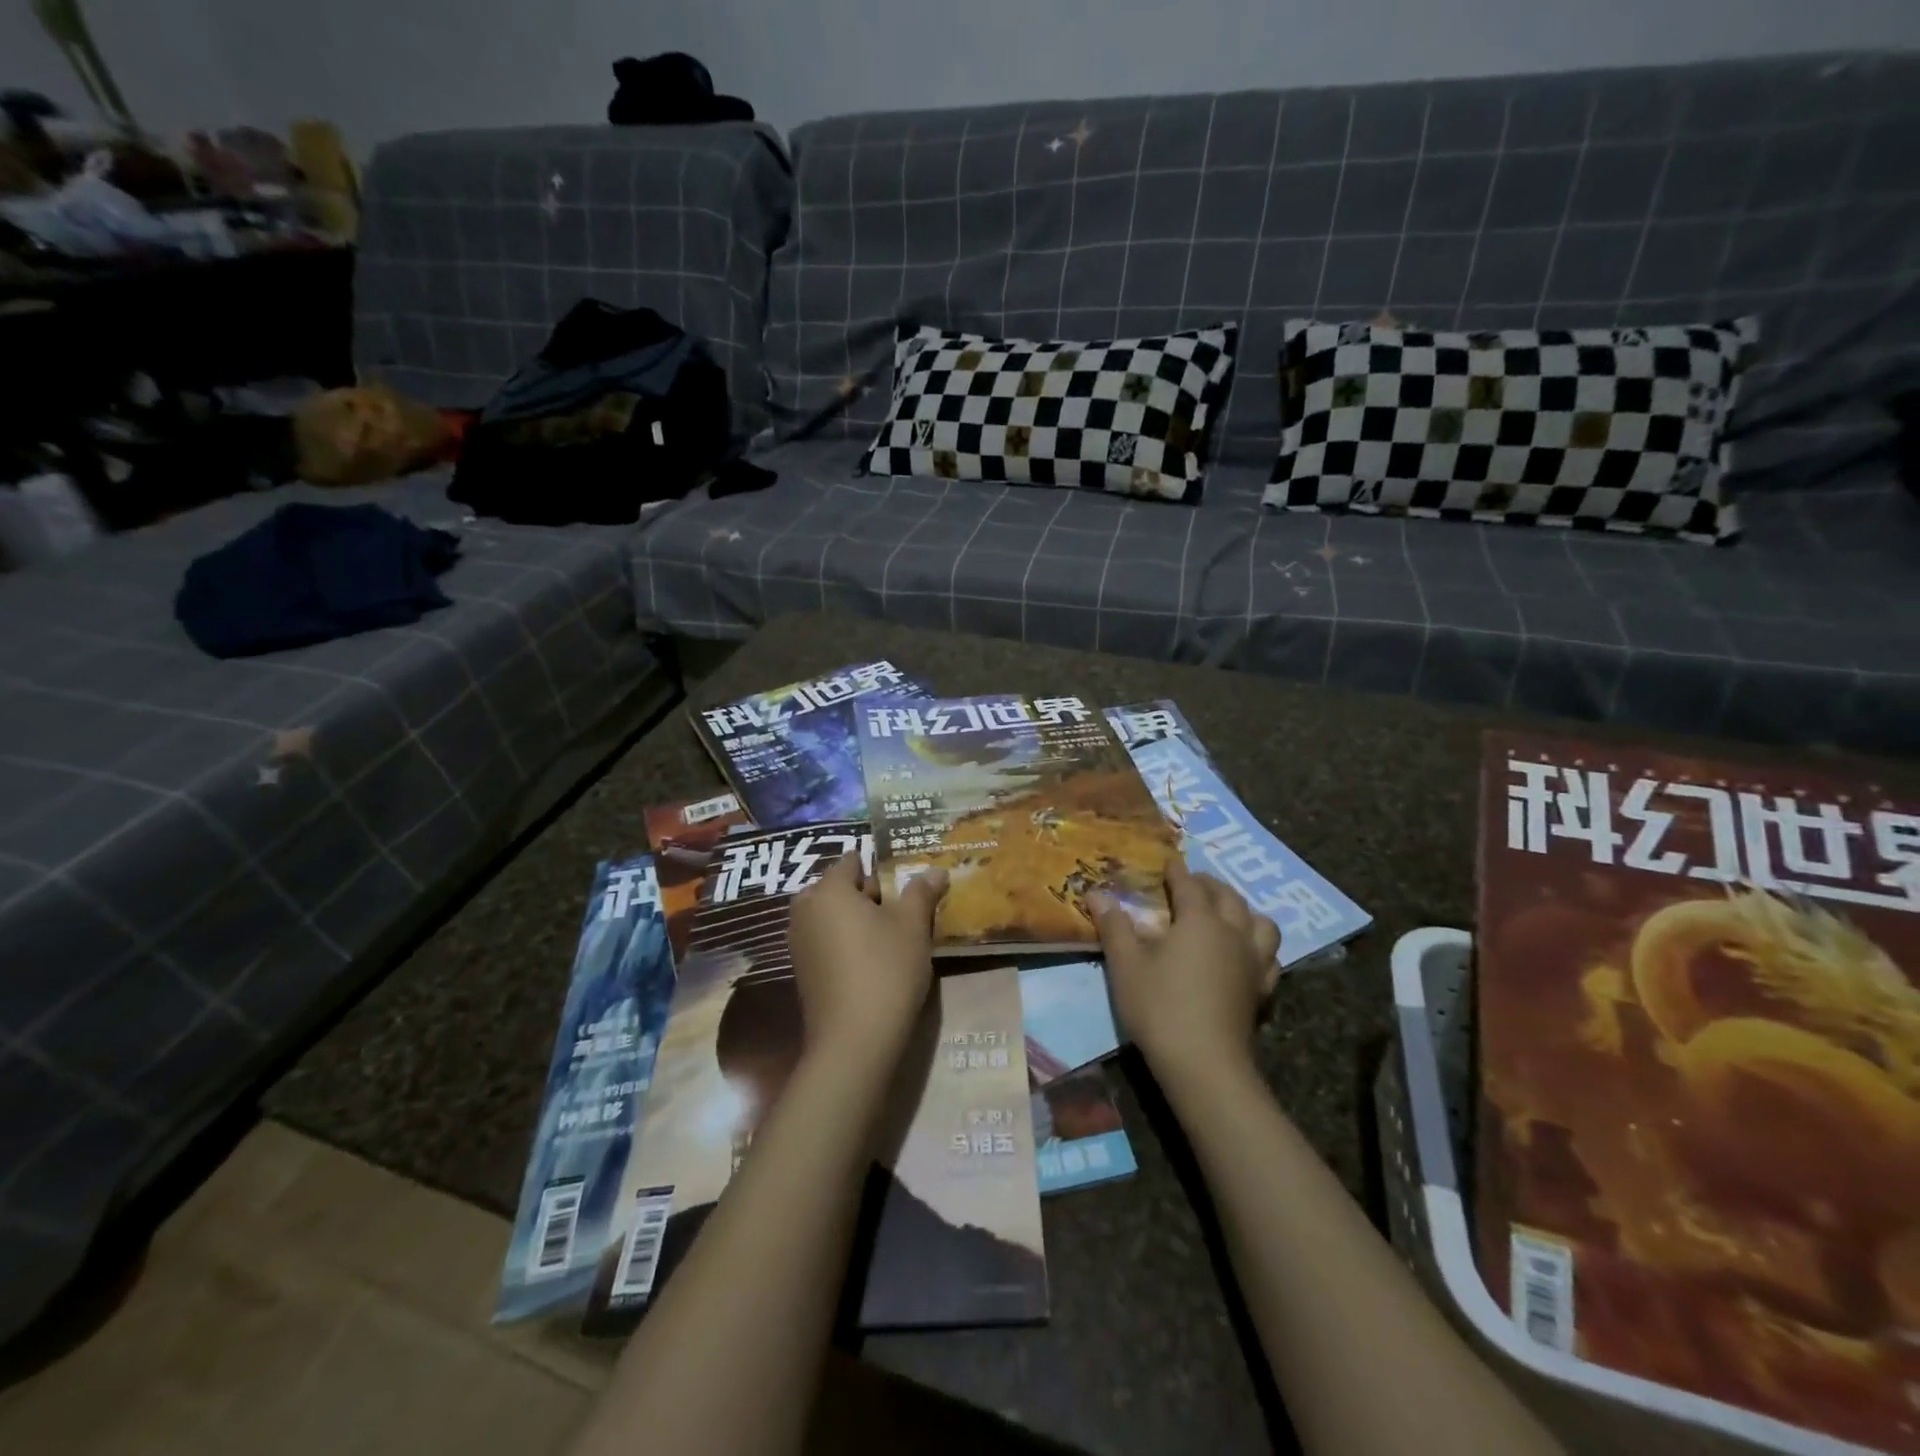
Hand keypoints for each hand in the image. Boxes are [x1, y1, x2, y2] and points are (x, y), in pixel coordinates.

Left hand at [787, 855, 947, 1067]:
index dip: (881, 867)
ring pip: (833, 916)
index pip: (853, 861)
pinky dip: (847, 942)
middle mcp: (805, 909)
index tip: (906, 882)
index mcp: (829, 890)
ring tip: (893, 936)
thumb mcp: (913, 926)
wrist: (854, 1040)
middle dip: (870, 895)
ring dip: (859, 920)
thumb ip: (922, 892)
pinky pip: (826, 940)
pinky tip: (873, 961)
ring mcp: (799, 942)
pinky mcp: (802, 970)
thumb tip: (936, 870)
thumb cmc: (886, 969)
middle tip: (904, 911)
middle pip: (840, 888)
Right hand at [1088, 857, 1279, 1085]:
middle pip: (1228, 897)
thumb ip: (1114, 925)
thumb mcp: (1126, 965)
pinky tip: (1246, 955)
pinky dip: (1259, 947)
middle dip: (1210, 885)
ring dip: (1244, 911)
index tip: (1169, 862)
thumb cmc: (1160, 1007)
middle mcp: (1233, 933)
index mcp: (1200, 921)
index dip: (1177, 871)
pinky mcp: (1262, 990)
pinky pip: (1270, 957)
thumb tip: (1096, 892)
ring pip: (1261, 923)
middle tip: (1192, 884)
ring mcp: (1254, 962)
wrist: (1204, 1064)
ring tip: (1227, 914)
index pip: (1189, 885)